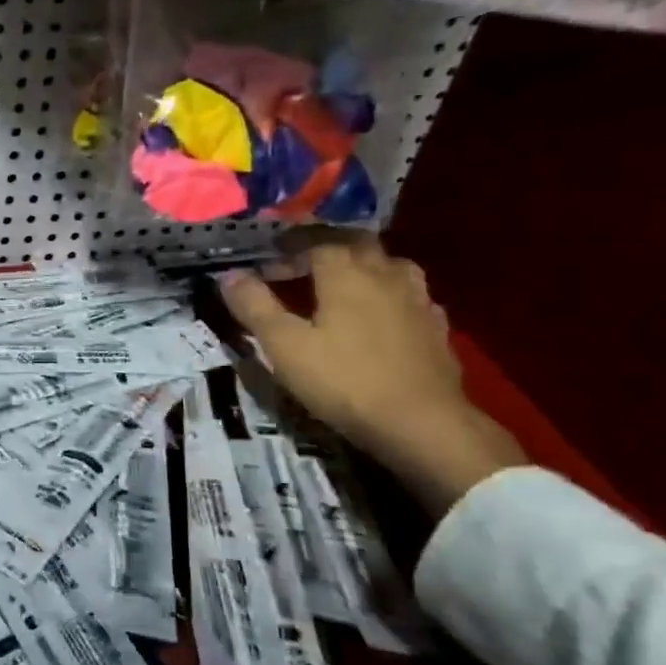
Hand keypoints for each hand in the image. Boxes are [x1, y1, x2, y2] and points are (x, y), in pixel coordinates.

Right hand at [220, 237, 525, 512]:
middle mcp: (384, 273)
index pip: (315, 240)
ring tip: (342, 285)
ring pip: (388, 265)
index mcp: (345, 272)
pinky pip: (408, 295)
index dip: (289, 246)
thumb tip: (229, 275)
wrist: (422, 424)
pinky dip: (388, 295)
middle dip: (327, 247)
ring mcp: (417, 299)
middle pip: (356, 244)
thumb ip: (255, 306)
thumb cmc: (344, 380)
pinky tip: (380, 316)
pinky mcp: (436, 327)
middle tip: (302, 264)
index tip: (269, 258)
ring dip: (362, 266)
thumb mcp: (284, 346)